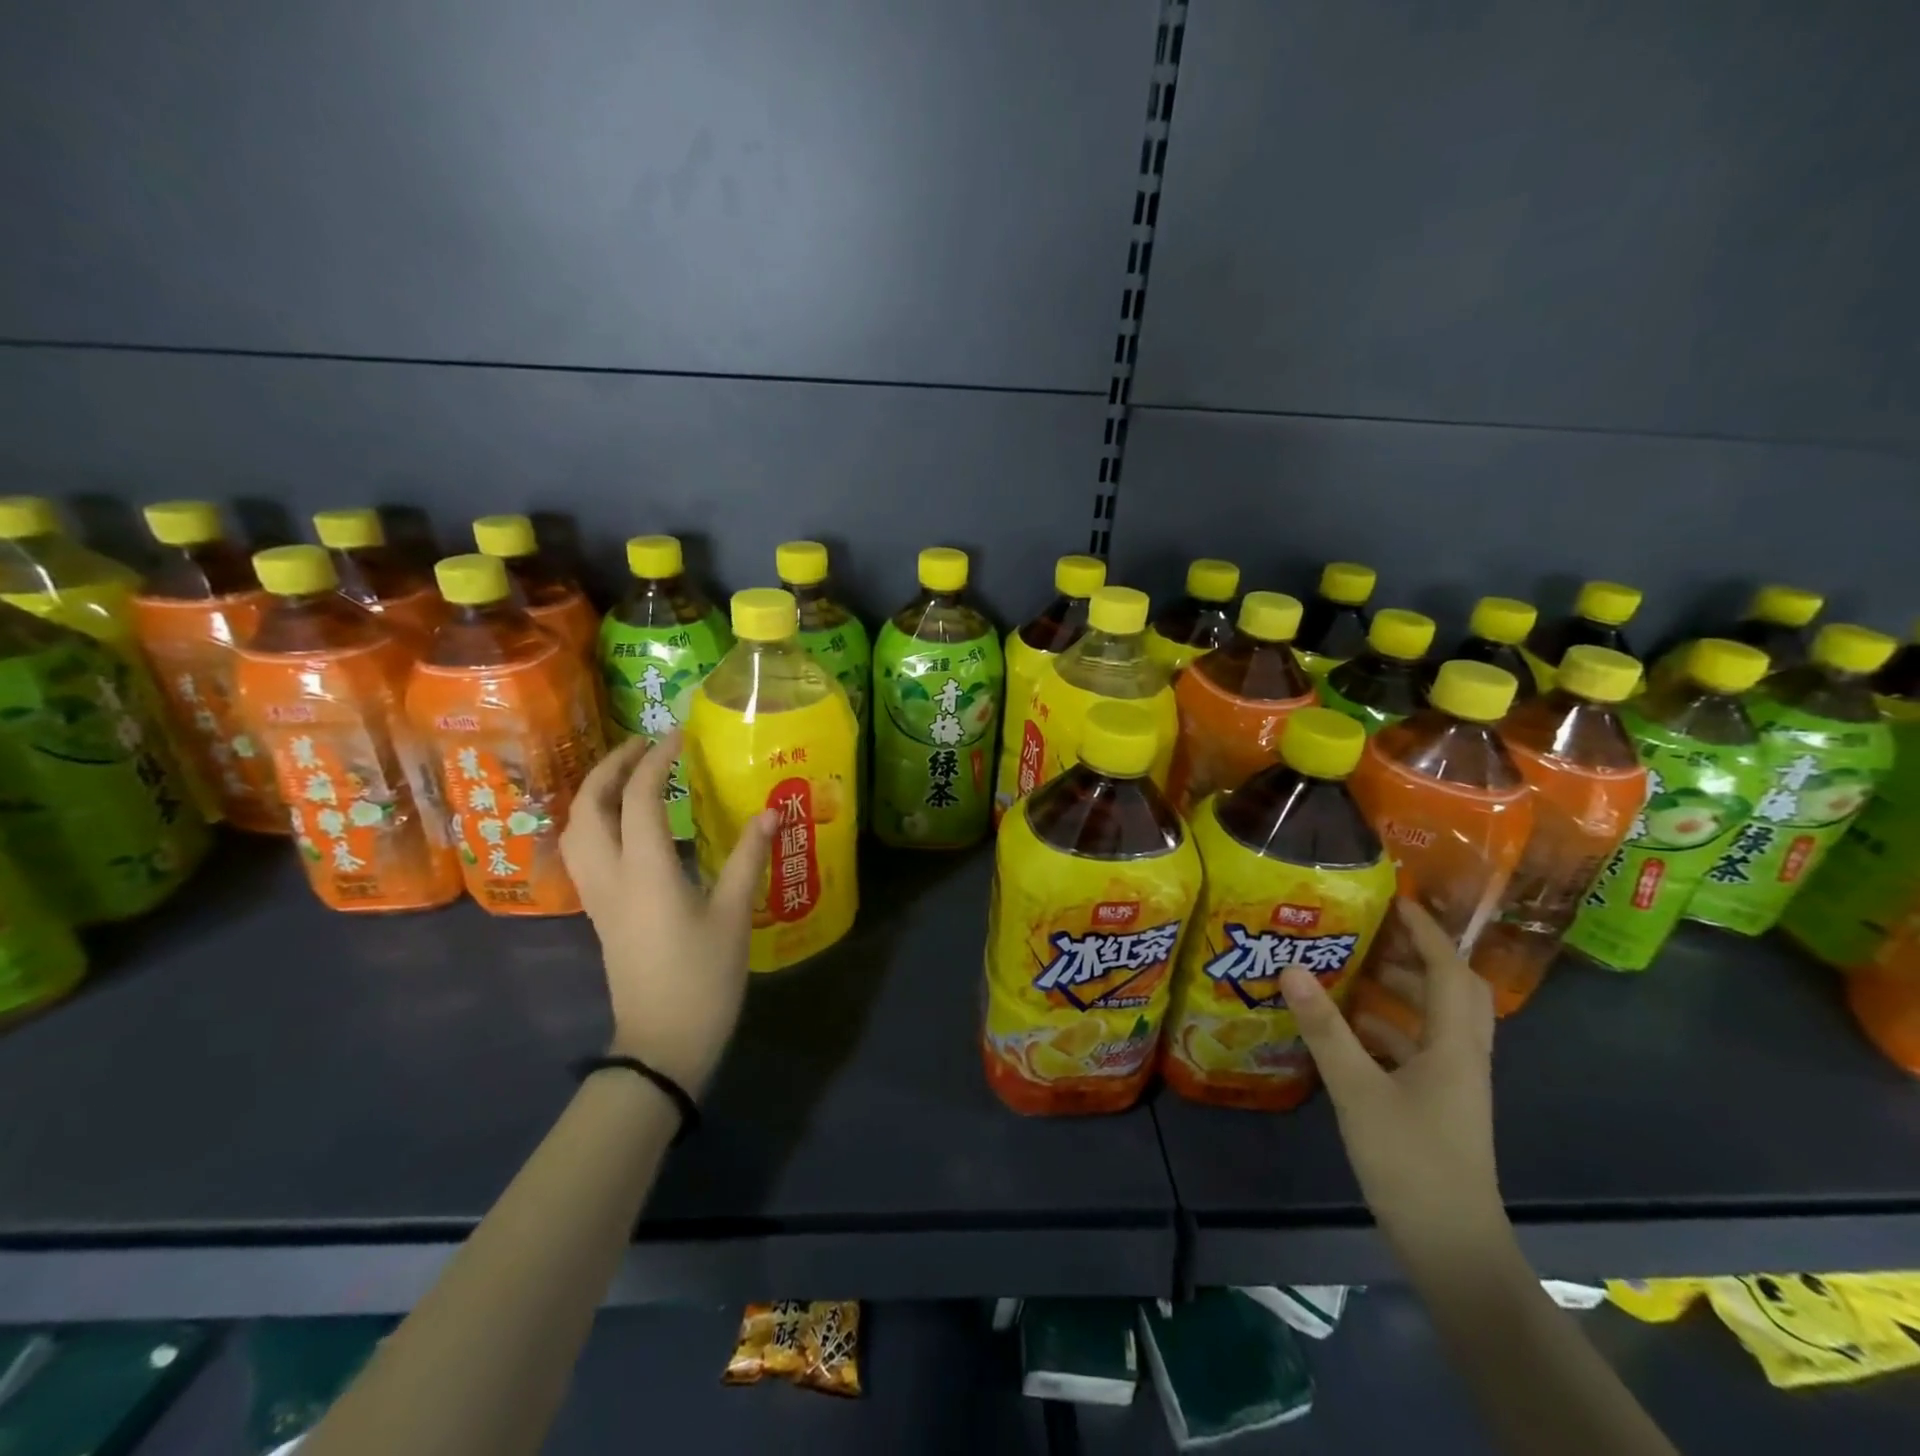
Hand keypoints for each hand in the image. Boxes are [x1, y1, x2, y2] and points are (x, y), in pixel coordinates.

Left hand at [560, 733, 774, 1096]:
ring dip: (595, 791)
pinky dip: (595, 820)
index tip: (678, 735)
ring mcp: (598, 896)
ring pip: (576, 828)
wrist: (661, 1044)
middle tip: (645, 744)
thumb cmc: (702, 979)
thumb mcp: (733, 916)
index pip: (638, 798)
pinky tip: (625, 822)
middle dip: (611, 766)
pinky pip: (583, 851)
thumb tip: (770, 812)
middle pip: (589, 806)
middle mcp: (610, 876)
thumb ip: (748, 859)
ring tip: (630, 774)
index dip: (655, 760)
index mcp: (645, 871)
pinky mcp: (600, 912)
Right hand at [1278, 897, 1504, 1259]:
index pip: (1450, 970)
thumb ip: (1325, 1029)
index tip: (1394, 899)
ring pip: (1432, 1019)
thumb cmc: (1411, 1162)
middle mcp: (1462, 1056)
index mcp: (1456, 1046)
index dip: (1427, 932)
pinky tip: (1344, 1028)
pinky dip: (1385, 1028)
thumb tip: (1292, 968)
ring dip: (1398, 990)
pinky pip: (1414, 1047)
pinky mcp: (1436, 1104)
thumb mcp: (1358, 1091)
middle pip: (1452, 990)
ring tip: (1348, 969)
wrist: (1452, 1248)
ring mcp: (1452, 1083)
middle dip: (1416, 955)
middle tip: (1370, 931)